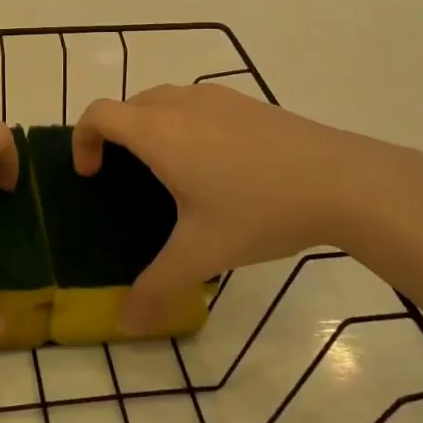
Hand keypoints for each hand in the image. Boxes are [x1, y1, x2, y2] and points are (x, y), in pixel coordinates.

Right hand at [72, 85, 422, 334]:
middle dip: (115, 136)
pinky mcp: (245, 102)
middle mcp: (180, 104)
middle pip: (128, 105)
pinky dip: (184, 123)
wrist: (340, 179)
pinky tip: (217, 164)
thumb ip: (158, 287)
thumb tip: (125, 324)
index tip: (93, 175)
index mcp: (158, 132)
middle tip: (127, 179)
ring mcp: (216, 97)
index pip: (99, 113)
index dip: (83, 139)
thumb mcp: (203, 254)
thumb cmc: (259, 210)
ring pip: (163, 100)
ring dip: (150, 126)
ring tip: (170, 171)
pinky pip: (196, 103)